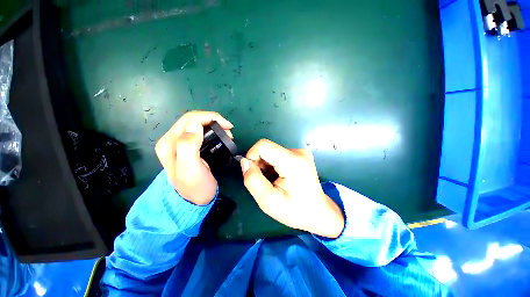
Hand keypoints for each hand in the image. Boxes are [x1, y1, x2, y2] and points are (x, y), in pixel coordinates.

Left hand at [155, 111, 232, 204]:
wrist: (194, 200)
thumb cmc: (195, 187)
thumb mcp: (190, 169)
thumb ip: (188, 145)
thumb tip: (195, 125)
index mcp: (169, 143)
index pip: (190, 119)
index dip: (211, 118)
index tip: (228, 126)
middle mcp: (172, 140)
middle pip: (193, 119)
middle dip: (214, 120)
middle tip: (229, 130)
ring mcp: (180, 143)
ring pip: (198, 124)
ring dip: (214, 125)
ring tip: (227, 134)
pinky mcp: (188, 147)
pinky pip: (200, 132)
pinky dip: (213, 130)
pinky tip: (221, 136)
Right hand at [241, 139, 344, 238]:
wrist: (319, 212)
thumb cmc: (295, 211)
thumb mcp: (268, 201)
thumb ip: (253, 180)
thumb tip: (244, 162)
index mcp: (292, 162)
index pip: (263, 145)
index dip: (252, 156)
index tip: (252, 172)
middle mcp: (298, 152)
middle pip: (267, 149)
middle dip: (259, 164)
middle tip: (265, 182)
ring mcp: (300, 152)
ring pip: (271, 152)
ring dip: (266, 166)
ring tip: (274, 181)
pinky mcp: (300, 154)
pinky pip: (278, 154)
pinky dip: (273, 165)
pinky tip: (280, 177)